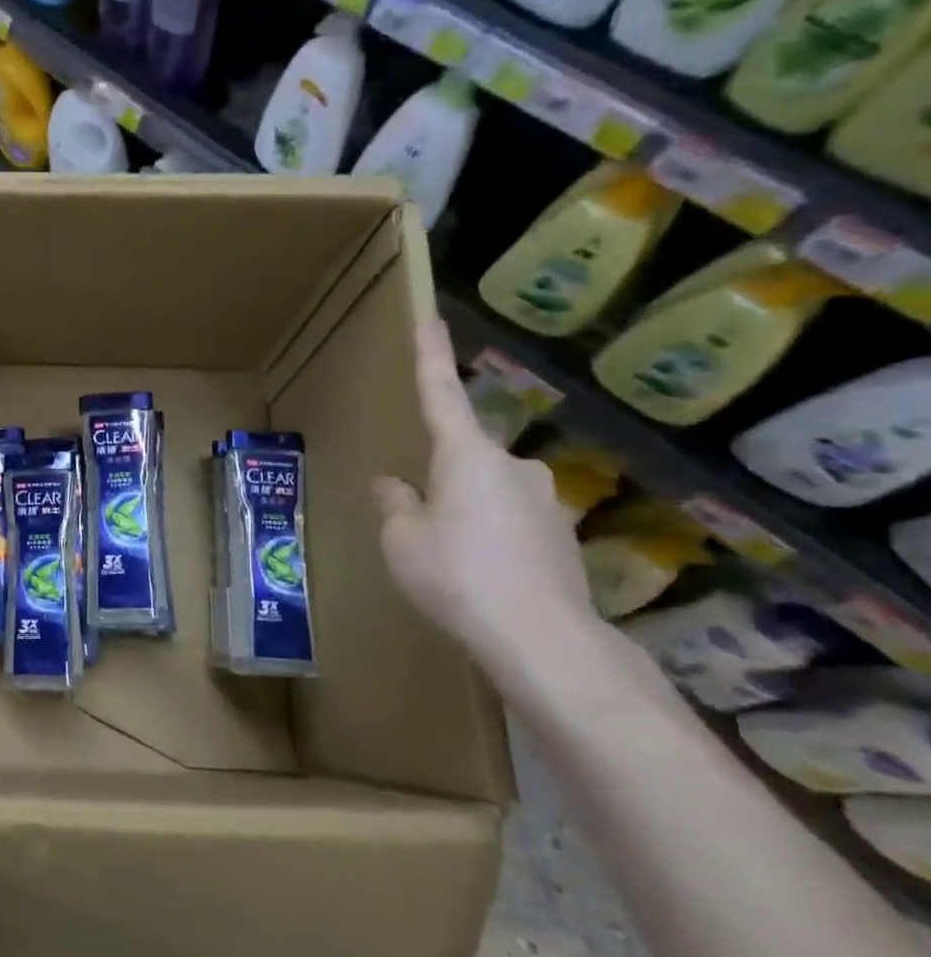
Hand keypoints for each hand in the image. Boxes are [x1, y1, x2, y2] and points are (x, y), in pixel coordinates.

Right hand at [374, 317, 595, 665]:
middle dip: (439, 481)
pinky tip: (480, 577)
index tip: (429, 318)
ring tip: (448, 561)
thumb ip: (395, 504)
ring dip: (464, 514)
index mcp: (466, 456)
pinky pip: (511, 524)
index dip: (430, 357)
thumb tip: (393, 483)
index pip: (440, 395)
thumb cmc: (455, 575)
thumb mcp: (402, 539)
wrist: (542, 638)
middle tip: (418, 525)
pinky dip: (490, 539)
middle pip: (463, 459)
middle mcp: (513, 466)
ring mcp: (546, 501)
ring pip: (488, 494)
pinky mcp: (563, 537)